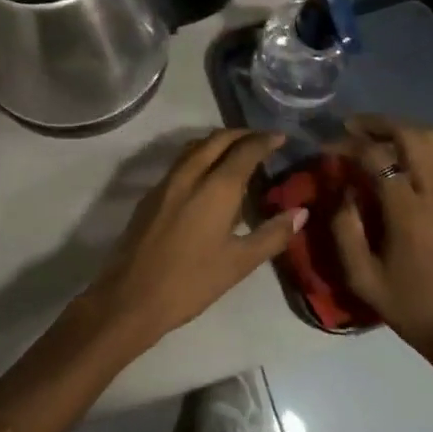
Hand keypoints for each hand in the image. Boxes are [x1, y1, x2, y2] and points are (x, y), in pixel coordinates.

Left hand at [85, 130, 304, 347]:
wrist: (131, 297)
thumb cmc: (191, 282)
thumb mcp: (239, 263)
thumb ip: (272, 234)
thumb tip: (301, 212)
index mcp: (216, 187)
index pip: (245, 150)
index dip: (265, 140)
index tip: (281, 137)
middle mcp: (190, 174)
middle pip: (218, 139)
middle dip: (242, 134)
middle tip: (262, 140)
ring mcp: (167, 182)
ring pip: (196, 146)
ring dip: (219, 141)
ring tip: (238, 153)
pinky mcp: (151, 194)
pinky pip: (181, 161)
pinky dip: (201, 155)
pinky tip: (208, 176)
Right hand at [332, 115, 432, 380]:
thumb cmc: (411, 306)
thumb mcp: (362, 277)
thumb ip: (344, 228)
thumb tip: (341, 189)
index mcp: (409, 212)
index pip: (376, 157)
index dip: (348, 145)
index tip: (328, 147)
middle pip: (411, 134)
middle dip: (378, 123)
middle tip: (352, 127)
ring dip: (402, 129)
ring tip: (376, 135)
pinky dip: (422, 144)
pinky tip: (404, 156)